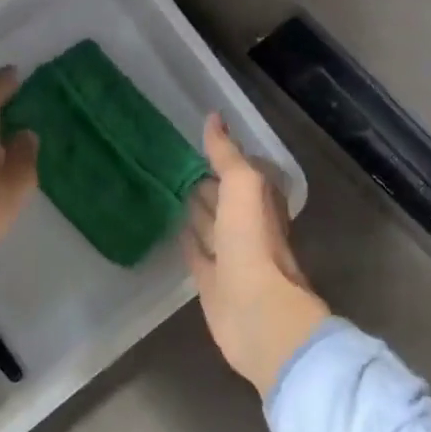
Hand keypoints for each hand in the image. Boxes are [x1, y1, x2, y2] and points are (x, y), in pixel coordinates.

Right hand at [182, 115, 330, 397]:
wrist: (257, 314)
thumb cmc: (253, 244)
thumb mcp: (244, 187)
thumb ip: (228, 155)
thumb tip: (214, 117)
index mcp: (262, 203)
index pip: (243, 173)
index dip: (225, 157)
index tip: (198, 141)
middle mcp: (248, 228)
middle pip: (225, 200)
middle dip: (207, 183)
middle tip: (175, 163)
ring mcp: (230, 257)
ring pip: (210, 226)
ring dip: (196, 210)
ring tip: (168, 188)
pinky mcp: (212, 282)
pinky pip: (197, 254)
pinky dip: (187, 240)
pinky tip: (172, 228)